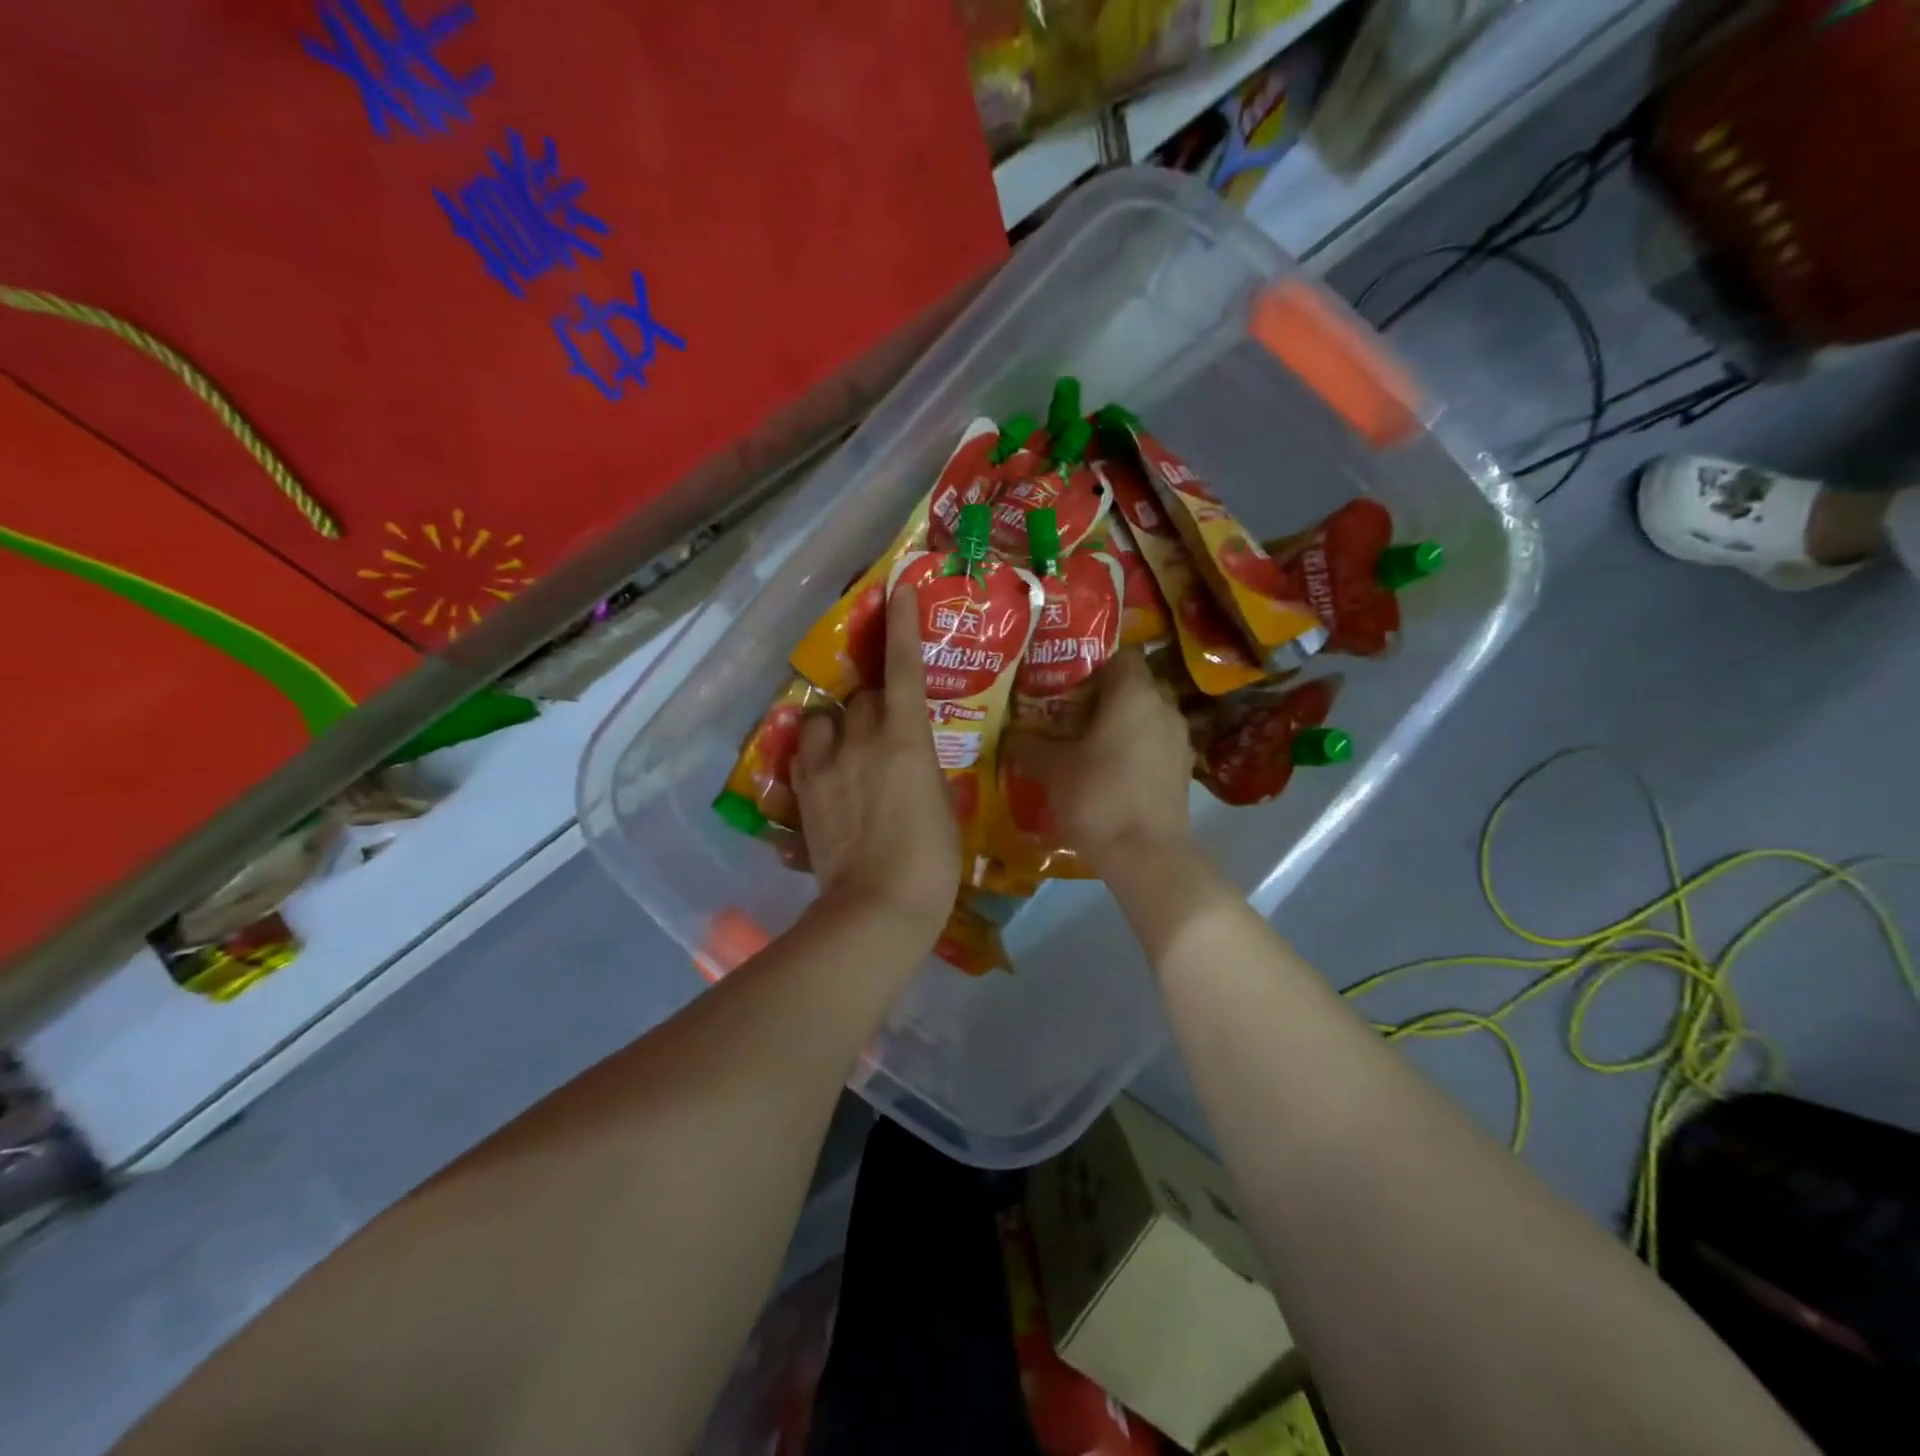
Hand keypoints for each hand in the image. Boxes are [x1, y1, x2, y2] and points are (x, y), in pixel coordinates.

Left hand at [792, 586, 959, 940]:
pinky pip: (804, 753)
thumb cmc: (932, 861)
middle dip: (874, 702)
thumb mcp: (943, 806)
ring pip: (823, 719)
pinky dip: (816, 753)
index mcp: (906, 739)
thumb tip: (911, 759)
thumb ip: (923, 769)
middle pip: (862, 696)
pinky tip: (827, 773)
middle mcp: (862, 740)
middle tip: (887, 728)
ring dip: (837, 725)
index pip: (904, 669)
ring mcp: (826, 765)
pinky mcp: (803, 792)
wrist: (878, 907)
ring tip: (846, 748)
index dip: (902, 626)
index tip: (899, 589)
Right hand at [1002, 650, 1195, 873]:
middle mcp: (1164, 706)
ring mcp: (1178, 739)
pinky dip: (1135, 747)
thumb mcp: (1052, 768)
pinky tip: (1110, 769)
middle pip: (1134, 684)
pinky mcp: (1183, 769)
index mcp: (1134, 693)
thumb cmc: (1097, 797)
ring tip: (1087, 740)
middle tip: (1069, 708)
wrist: (1146, 856)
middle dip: (1104, 693)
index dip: (1093, 659)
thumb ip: (1029, 744)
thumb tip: (1010, 735)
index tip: (1065, 676)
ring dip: (1121, 722)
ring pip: (1147, 715)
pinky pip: (1155, 743)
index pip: (1121, 652)